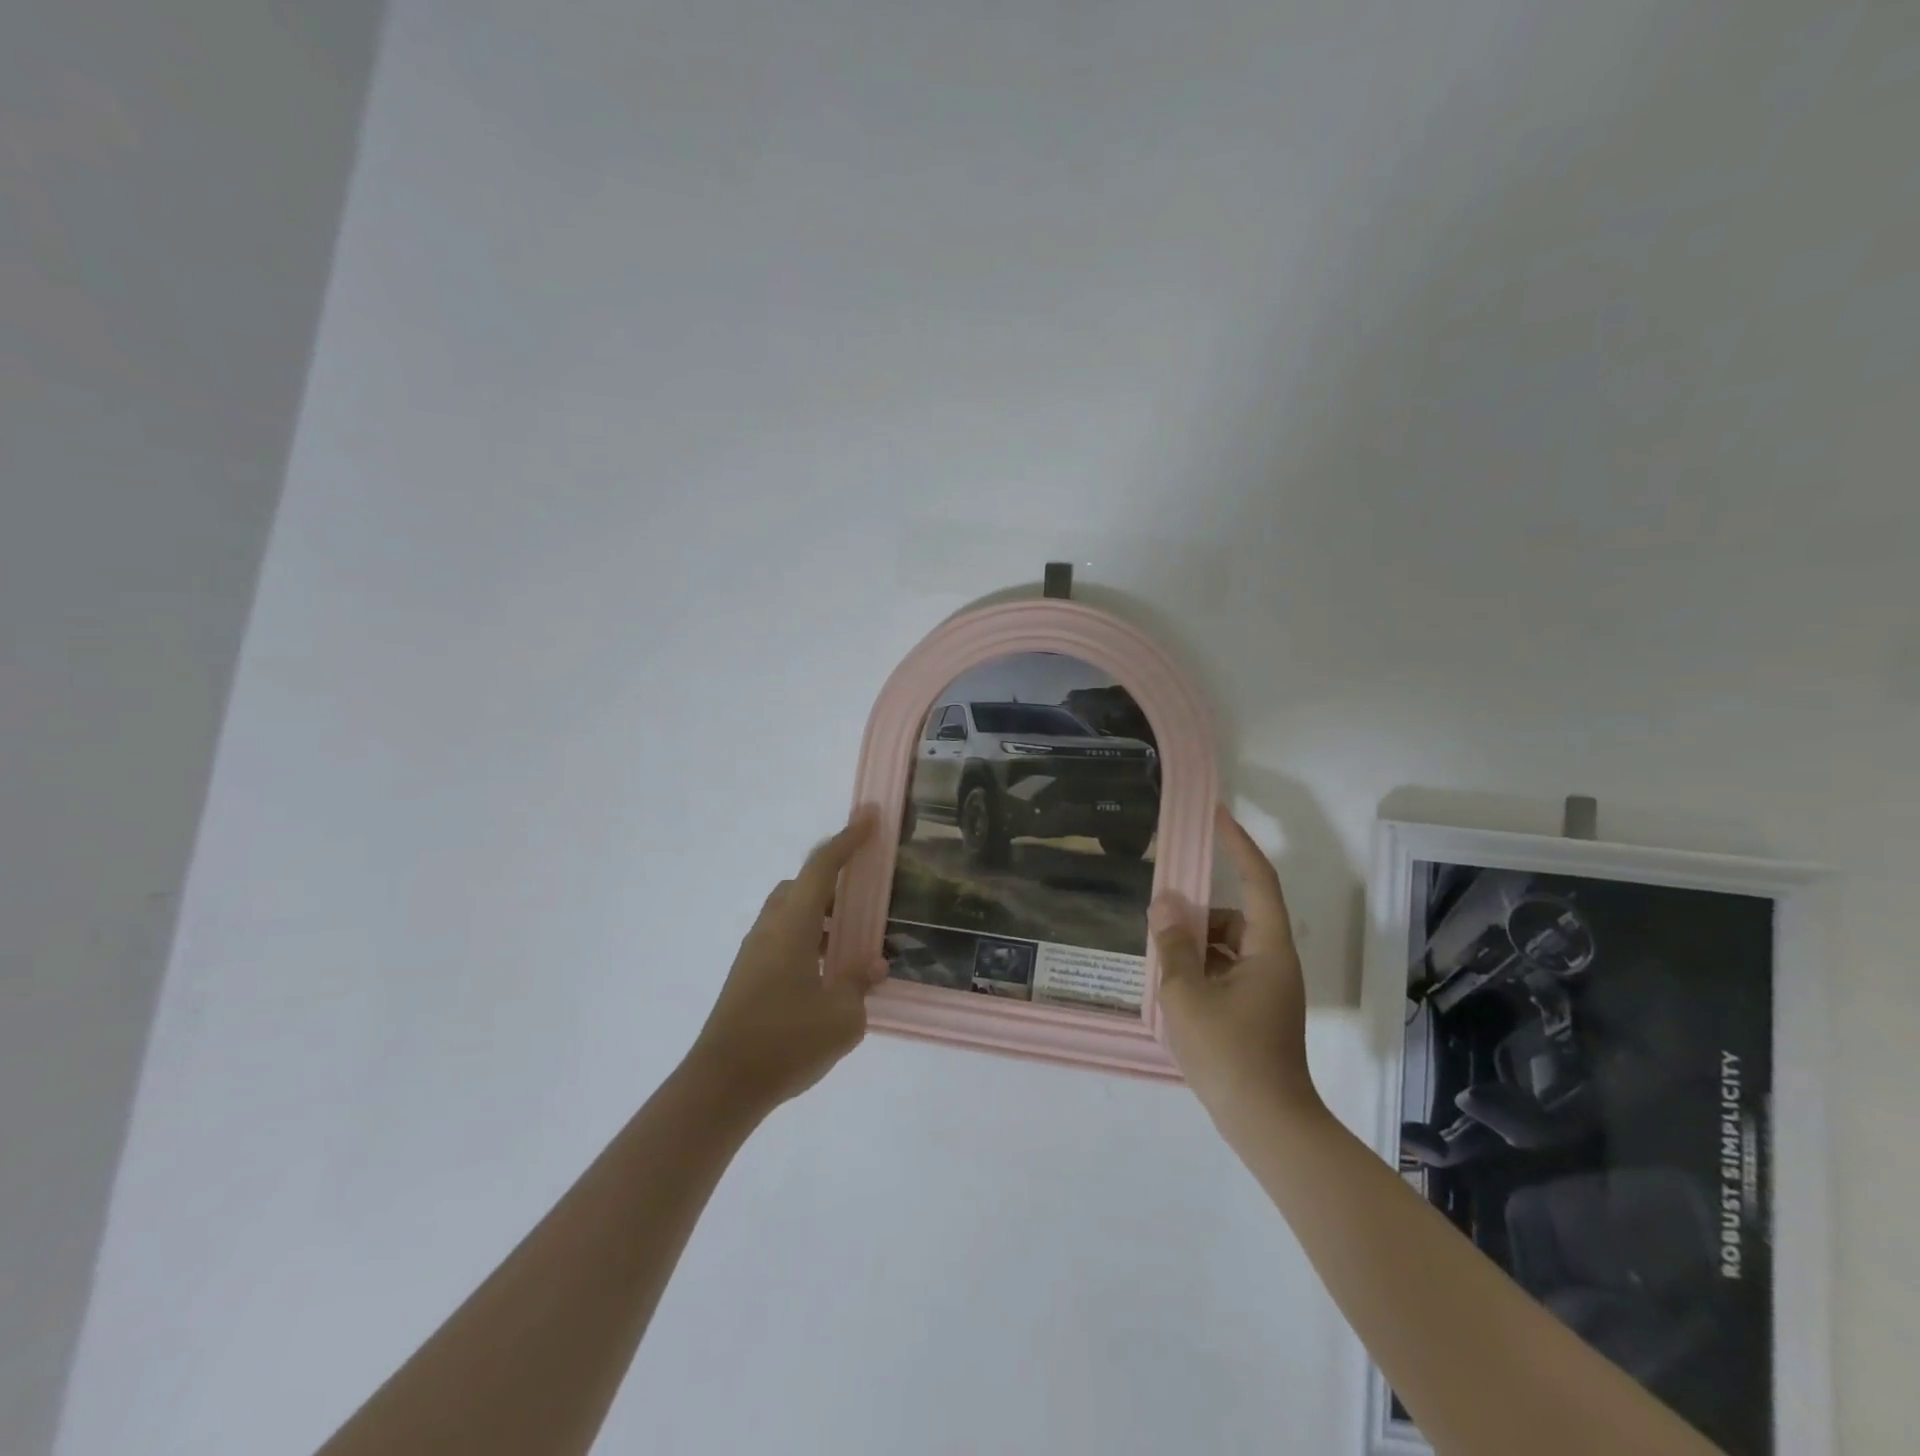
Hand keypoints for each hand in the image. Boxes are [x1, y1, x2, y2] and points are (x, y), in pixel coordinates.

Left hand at [685, 809, 887, 1114]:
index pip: (823, 867)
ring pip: (790, 914)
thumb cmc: (785, 1042)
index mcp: (793, 926)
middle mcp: (770, 929)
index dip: (848, 839)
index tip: (870, 816)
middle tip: (865, 893)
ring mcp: (754, 953)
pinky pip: (783, 939)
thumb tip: (873, 964)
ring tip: (852, 941)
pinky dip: (808, 940)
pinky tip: (827, 974)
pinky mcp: (748, 977)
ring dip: (821, 915)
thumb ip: (860, 983)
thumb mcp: (841, 1017)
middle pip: (801, 886)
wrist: (721, 1086)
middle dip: (833, 879)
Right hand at [1151, 805, 1321, 1127]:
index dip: (1238, 844)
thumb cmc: (1229, 1054)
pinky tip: (1174, 991)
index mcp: (1268, 949)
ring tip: (1161, 966)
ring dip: (1196, 947)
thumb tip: (1165, 903)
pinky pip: (1227, 973)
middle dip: (1197, 915)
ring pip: (1228, 948)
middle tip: (1158, 923)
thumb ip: (1173, 945)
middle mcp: (1275, 962)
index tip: (1216, 816)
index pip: (1258, 880)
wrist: (1268, 1125)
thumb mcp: (1187, 994)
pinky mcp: (1259, 1012)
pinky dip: (1202, 972)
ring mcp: (1269, 989)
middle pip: (1236, 917)